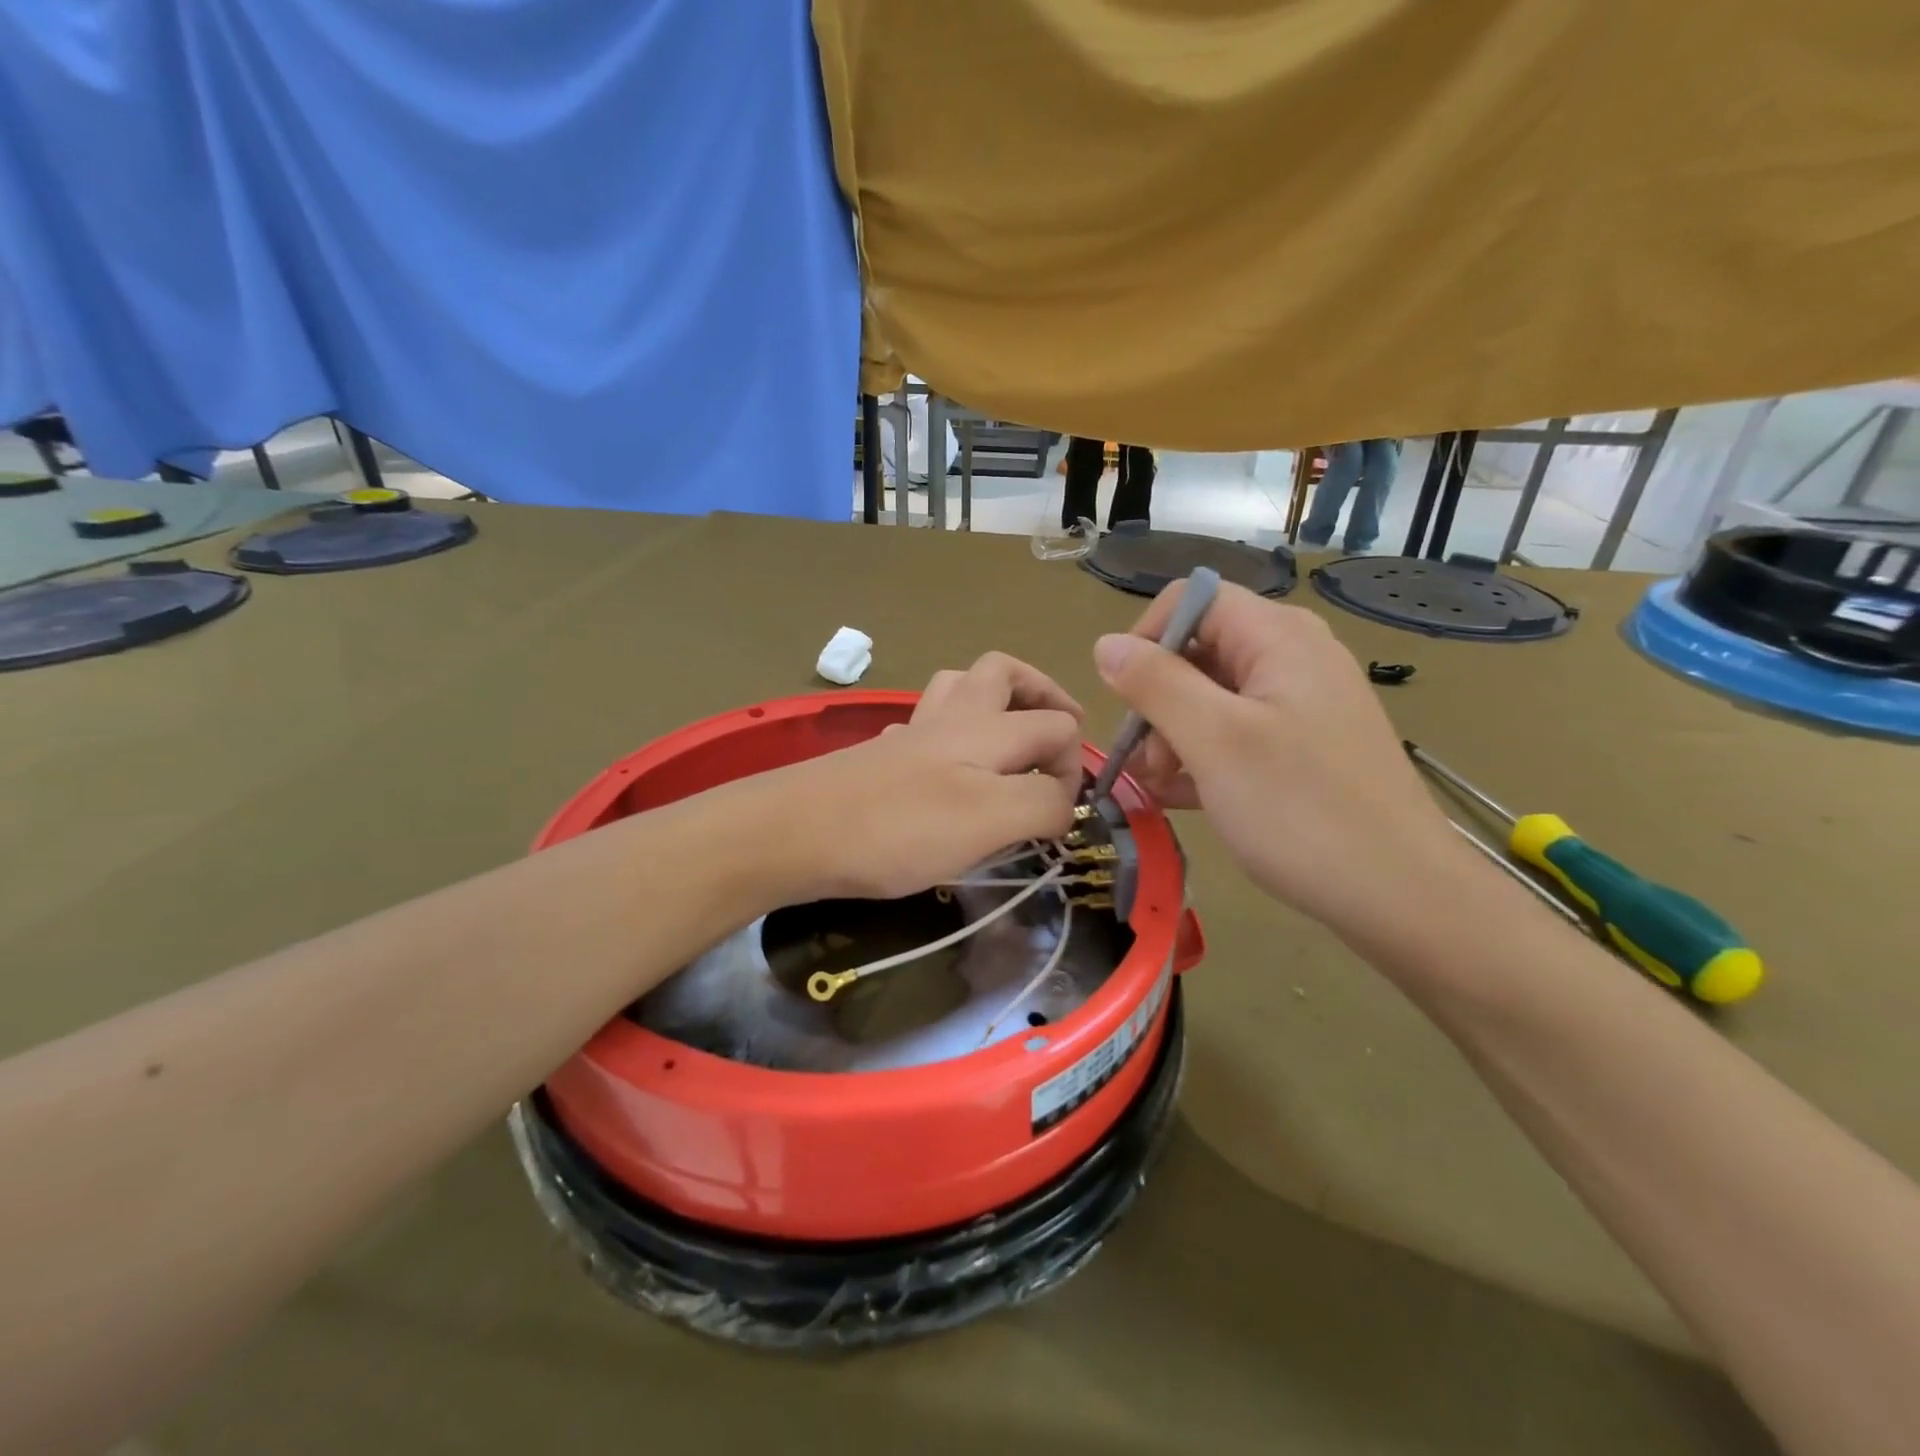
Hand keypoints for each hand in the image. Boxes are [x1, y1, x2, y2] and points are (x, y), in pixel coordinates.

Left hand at [780, 654, 1084, 900]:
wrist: (795, 832)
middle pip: (1003, 673)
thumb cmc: (898, 827)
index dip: (1073, 765)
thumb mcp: (989, 820)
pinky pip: (923, 727)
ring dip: (993, 702)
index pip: (1056, 725)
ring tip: (1008, 741)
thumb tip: (1064, 801)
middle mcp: (951, 717)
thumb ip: (1042, 804)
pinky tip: (945, 770)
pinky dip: (948, 736)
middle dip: (1040, 693)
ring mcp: (911, 734)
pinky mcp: (880, 757)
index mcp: (985, 728)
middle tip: (1056, 733)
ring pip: (958, 689)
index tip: (1063, 815)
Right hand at [1092, 582, 1459, 934]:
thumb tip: (1106, 644)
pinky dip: (1204, 757)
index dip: (1148, 637)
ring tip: (1161, 785)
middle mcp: (1294, 658)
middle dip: (1159, 699)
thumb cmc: (1300, 809)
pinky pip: (1238, 734)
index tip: (1126, 696)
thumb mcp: (1214, 740)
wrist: (1402, 896)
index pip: (1193, 599)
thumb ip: (1156, 683)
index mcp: (1279, 637)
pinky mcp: (1305, 748)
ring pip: (1214, 698)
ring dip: (1175, 734)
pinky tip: (1183, 797)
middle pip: (1201, 650)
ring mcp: (1303, 706)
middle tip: (1146, 758)